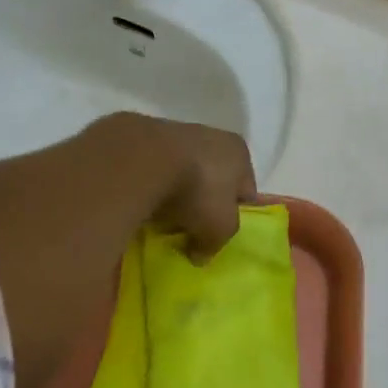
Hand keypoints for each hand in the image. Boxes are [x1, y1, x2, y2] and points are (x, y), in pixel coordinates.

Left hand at [143, 118, 257, 260]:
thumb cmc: (199, 191)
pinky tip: (143, 200)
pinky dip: (151, 183)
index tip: (218, 231)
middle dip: (202, 202)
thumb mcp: (219, 228)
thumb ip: (215, 243)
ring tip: (161, 216)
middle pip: (212, 178)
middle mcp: (212, 136)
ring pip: (182, 171)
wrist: (146, 160)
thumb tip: (199, 255)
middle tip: (189, 226)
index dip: (234, 213)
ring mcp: (177, 132)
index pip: (245, 188)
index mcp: (239, 152)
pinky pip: (154, 169)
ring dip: (174, 191)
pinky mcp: (146, 136)